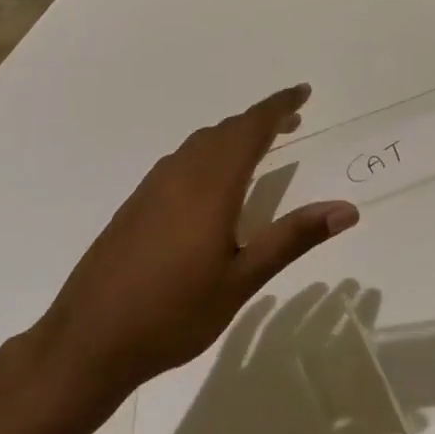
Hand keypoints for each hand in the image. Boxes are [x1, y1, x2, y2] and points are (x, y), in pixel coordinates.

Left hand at [32, 85, 358, 417]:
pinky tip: (212, 182)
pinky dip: (208, 153)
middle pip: (225, 131)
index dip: (278, 106)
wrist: (88, 341)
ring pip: (199, 143)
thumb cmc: (174, 314)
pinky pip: (180, 160)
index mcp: (210, 186)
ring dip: (232, 135)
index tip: (303, 92)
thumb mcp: (242, 280)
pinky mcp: (135, 204)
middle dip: (260, 119)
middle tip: (292, 120)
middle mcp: (180, 175)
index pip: (250, 129)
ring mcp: (152, 188)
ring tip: (258, 146)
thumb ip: (293, 238)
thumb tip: (346, 209)